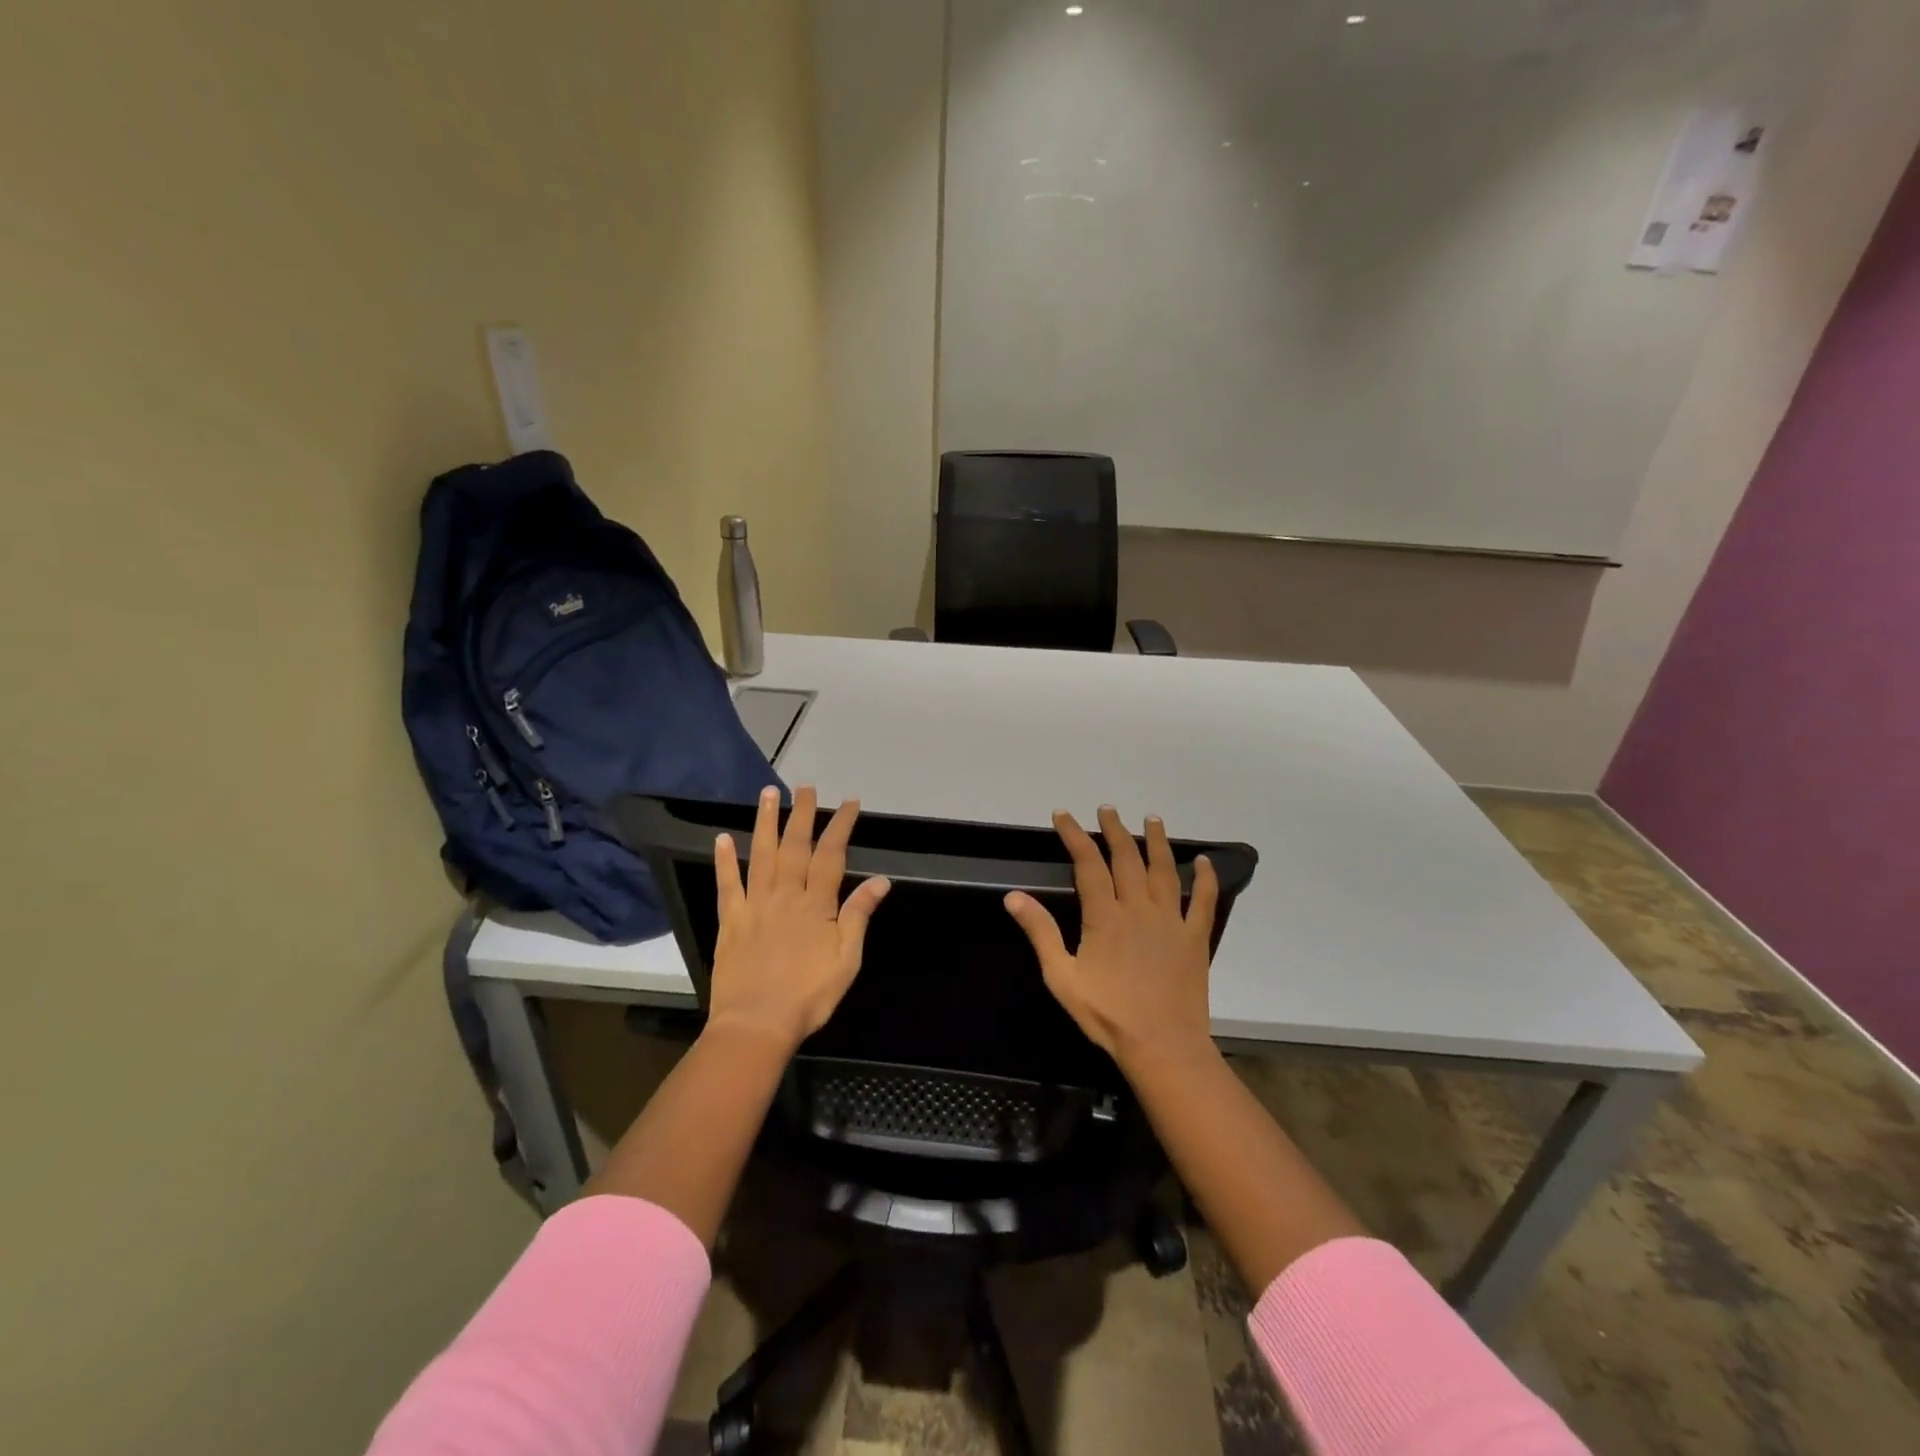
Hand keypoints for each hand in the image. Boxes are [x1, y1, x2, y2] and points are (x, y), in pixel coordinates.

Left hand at [706, 784, 890, 1055]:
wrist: (756, 1025)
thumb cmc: (809, 995)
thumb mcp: (846, 960)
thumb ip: (858, 916)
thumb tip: (880, 879)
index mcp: (817, 904)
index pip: (831, 854)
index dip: (840, 825)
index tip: (848, 803)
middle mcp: (785, 895)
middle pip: (795, 846)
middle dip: (802, 814)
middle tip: (806, 787)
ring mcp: (755, 905)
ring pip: (761, 855)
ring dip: (765, 822)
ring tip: (768, 794)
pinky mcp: (731, 920)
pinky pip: (728, 884)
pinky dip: (724, 860)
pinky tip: (722, 838)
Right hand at [1003, 806, 1218, 1069]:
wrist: (1162, 1046)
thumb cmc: (1107, 1015)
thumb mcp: (1062, 977)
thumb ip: (1040, 933)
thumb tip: (1014, 896)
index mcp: (1105, 916)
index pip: (1087, 864)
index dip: (1074, 835)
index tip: (1063, 815)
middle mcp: (1138, 908)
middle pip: (1126, 858)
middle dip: (1114, 830)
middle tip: (1107, 809)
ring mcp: (1171, 921)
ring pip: (1164, 870)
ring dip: (1157, 841)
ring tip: (1152, 818)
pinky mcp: (1195, 938)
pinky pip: (1203, 901)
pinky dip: (1205, 879)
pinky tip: (1205, 861)